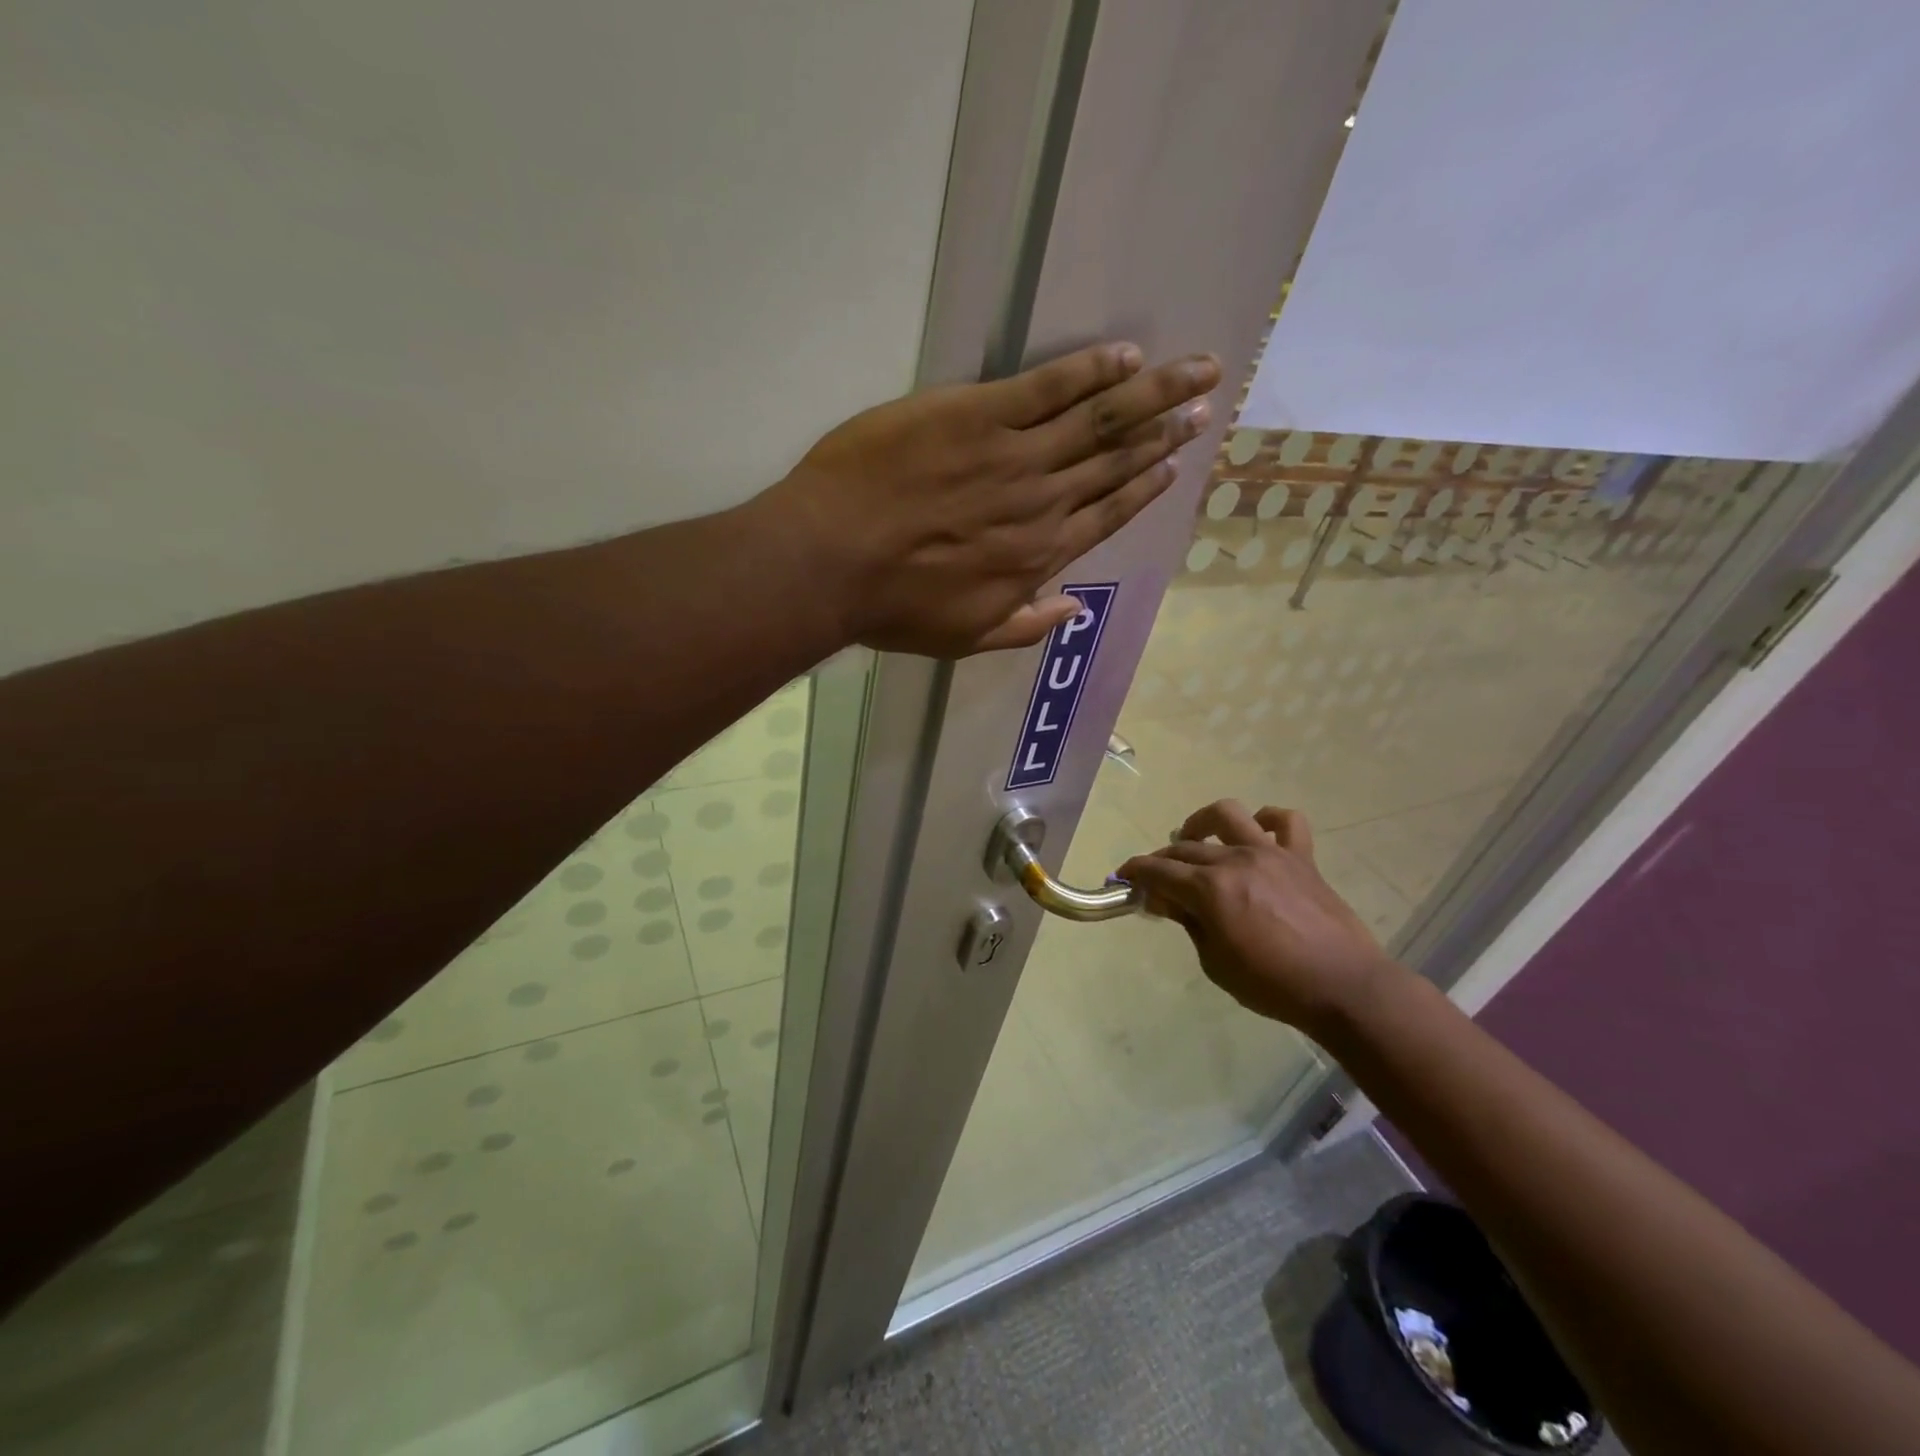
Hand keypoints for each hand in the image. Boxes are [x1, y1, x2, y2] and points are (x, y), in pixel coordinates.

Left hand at [762, 342, 1220, 655]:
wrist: (832, 561)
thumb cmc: (893, 606)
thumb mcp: (964, 638)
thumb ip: (1024, 626)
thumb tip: (1072, 609)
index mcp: (1037, 556)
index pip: (1106, 515)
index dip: (1144, 489)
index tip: (1174, 466)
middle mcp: (1041, 504)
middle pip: (1114, 463)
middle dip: (1164, 435)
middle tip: (1205, 408)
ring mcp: (1013, 456)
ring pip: (1098, 420)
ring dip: (1151, 395)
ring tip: (1195, 372)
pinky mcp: (978, 415)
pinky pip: (1048, 387)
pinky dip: (1090, 370)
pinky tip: (1125, 356)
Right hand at [1118, 801, 1396, 1035]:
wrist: (1343, 986)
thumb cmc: (1272, 985)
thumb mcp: (1215, 962)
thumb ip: (1189, 923)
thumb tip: (1165, 899)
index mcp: (1210, 889)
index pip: (1158, 871)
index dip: (1134, 872)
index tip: (1123, 878)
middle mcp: (1235, 860)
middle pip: (1185, 848)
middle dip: (1162, 861)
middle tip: (1157, 882)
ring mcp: (1271, 853)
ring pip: (1228, 815)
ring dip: (1203, 822)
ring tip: (1195, 838)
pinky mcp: (1302, 858)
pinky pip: (1286, 822)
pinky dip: (1268, 820)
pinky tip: (1257, 832)